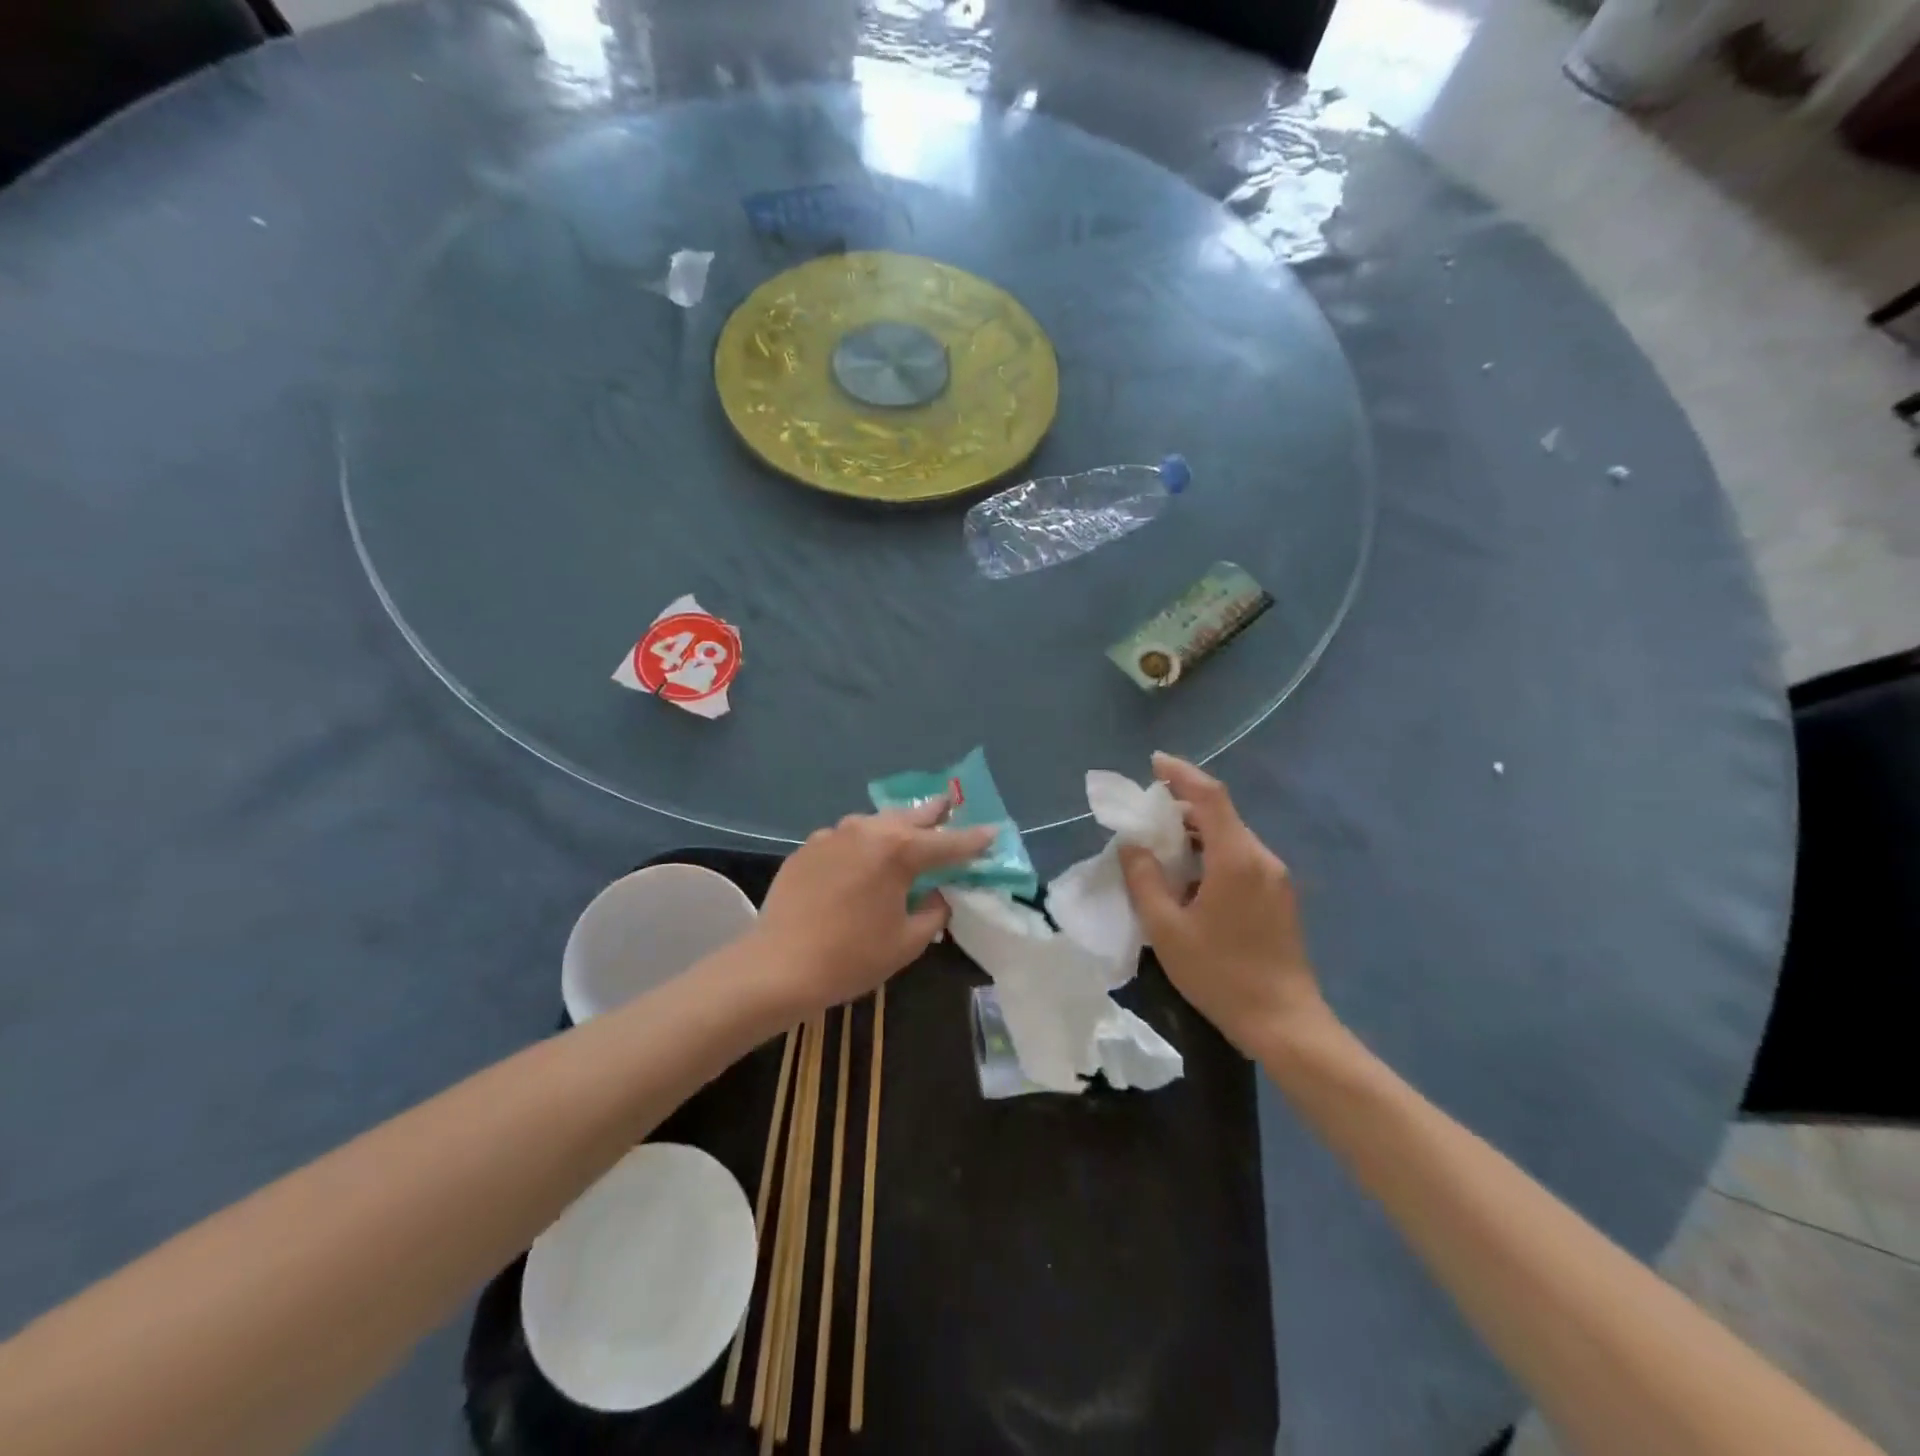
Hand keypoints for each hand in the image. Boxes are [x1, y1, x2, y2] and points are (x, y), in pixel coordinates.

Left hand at [751, 800, 995, 1014]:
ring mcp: (833, 835)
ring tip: (907, 828)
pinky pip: (845, 838)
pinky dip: (861, 843)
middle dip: (934, 813)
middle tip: (950, 805)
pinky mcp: (808, 847)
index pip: (948, 842)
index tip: (994, 831)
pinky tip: (861, 859)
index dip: (974, 840)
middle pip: (911, 816)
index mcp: (899, 851)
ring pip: (875, 822)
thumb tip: (937, 894)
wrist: (778, 966)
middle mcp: (867, 830)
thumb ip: (933, 911)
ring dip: (895, 825)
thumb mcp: (907, 941)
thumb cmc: (851, 957)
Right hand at [1119, 753, 1328, 1052]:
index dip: (1181, 774)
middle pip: (1221, 815)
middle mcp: (1261, 858)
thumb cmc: (1221, 974)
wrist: (1284, 1023)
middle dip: (1182, 805)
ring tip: (1162, 848)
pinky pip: (1241, 858)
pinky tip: (1191, 879)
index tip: (1154, 762)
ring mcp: (1276, 878)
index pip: (1210, 797)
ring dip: (1196, 833)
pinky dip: (1212, 854)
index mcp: (1236, 859)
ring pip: (1231, 838)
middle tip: (1146, 815)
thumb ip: (1144, 880)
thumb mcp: (1167, 929)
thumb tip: (1132, 845)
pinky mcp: (1279, 897)